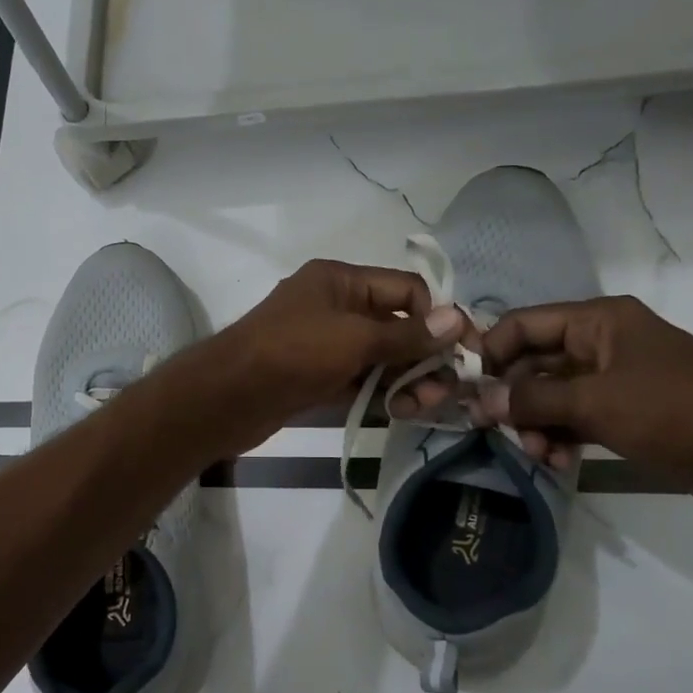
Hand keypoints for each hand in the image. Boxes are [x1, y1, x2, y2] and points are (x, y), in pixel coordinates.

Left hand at [195, 259, 468, 453]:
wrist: (229, 396)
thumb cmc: (293, 353)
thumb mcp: (354, 338)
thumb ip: (407, 333)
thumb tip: (457, 319)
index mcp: (340, 280)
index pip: (405, 288)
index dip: (436, 316)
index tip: (463, 351)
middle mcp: (334, 306)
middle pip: (395, 324)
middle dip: (424, 355)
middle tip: (446, 390)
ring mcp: (324, 344)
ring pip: (379, 357)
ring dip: (406, 379)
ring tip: (422, 407)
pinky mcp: (316, 377)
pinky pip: (360, 379)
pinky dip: (381, 392)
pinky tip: (402, 411)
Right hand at [425, 296, 692, 502]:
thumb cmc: (675, 414)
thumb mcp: (595, 403)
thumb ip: (532, 400)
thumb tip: (480, 401)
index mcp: (599, 321)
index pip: (524, 323)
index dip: (492, 352)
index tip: (469, 390)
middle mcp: (603, 342)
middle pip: (535, 362)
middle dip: (514, 398)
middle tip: (496, 431)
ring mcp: (616, 378)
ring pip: (553, 394)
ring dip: (537, 423)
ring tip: (537, 455)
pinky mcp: (628, 412)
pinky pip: (577, 416)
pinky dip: (562, 436)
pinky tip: (558, 462)